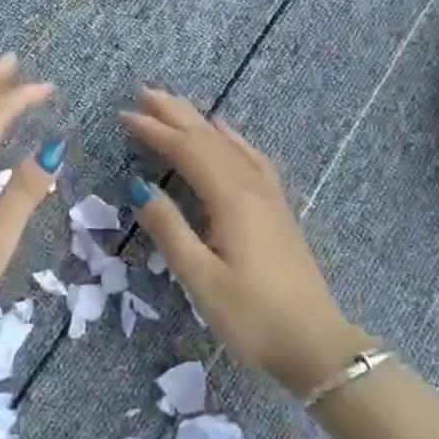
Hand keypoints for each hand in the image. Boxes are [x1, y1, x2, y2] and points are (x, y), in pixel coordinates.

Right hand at [119, 87, 372, 395]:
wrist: (315, 345)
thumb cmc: (252, 317)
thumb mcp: (200, 278)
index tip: (124, 116)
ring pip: (230, 146)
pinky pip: (252, 159)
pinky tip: (227, 134)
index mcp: (231, 200)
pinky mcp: (278, 210)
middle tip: (144, 93)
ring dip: (200, 122)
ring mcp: (269, 197)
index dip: (155, 131)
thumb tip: (139, 186)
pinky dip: (234, 140)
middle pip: (209, 139)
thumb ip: (169, 229)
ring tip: (177, 105)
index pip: (187, 151)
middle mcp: (252, 188)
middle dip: (175, 114)